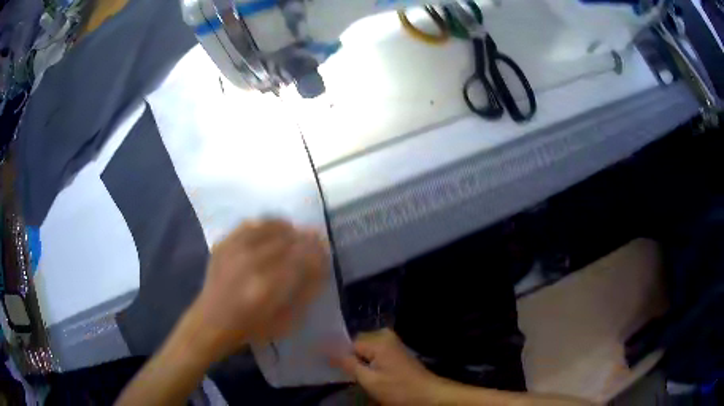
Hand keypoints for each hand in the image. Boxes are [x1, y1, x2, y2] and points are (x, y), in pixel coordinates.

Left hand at [185, 219, 327, 361]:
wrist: (211, 321)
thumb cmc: (251, 328)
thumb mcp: (285, 321)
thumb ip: (305, 293)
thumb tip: (321, 266)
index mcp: (267, 288)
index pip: (301, 259)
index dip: (317, 252)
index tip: (326, 250)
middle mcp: (250, 264)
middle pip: (287, 241)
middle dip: (307, 238)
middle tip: (316, 238)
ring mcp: (234, 251)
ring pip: (270, 228)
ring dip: (289, 229)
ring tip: (297, 233)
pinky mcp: (224, 244)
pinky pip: (250, 224)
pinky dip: (267, 223)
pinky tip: (275, 228)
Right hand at [334, 329, 449, 405]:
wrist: (428, 394)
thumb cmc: (398, 389)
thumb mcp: (369, 380)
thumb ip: (348, 363)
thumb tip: (328, 350)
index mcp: (378, 340)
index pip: (348, 343)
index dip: (339, 355)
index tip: (331, 367)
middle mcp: (385, 335)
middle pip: (357, 344)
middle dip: (350, 357)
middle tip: (348, 374)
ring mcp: (392, 342)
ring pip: (365, 349)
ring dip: (359, 361)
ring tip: (358, 376)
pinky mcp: (396, 350)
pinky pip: (374, 352)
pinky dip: (369, 362)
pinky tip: (369, 374)